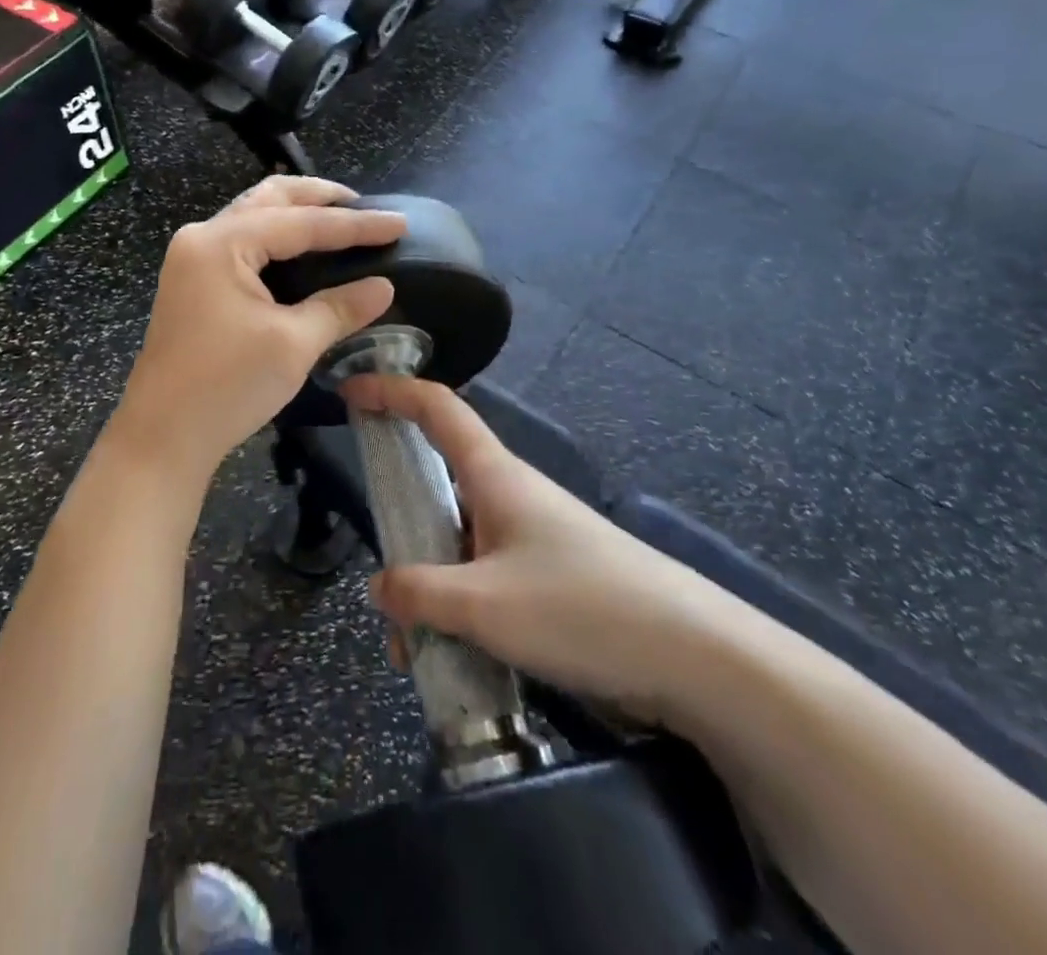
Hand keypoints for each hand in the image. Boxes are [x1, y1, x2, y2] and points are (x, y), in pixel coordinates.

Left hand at [108, 177, 405, 480]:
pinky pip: (241, 243)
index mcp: (222, 243)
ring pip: (252, 218)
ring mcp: (191, 260)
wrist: (162, 437)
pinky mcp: (192, 284)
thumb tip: (383, 287)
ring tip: (338, 221)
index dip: (355, 224)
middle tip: (363, 207)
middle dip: (317, 198)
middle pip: (269, 200)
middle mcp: (202, 238)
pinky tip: (300, 251)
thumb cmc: (226, 386)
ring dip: (294, 214)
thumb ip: (340, 307)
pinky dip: (275, 238)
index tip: (400, 222)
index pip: (301, 222)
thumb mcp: (292, 344)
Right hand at [345, 374, 746, 728]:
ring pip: (459, 540)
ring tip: (413, 646)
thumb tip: (379, 587)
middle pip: (440, 480)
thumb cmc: (582, 608)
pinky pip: (485, 575)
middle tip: (377, 563)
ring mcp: (532, 536)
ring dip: (429, 581)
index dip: (391, 390)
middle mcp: (511, 494)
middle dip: (400, 518)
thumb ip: (420, 593)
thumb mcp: (485, 605)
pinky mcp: (551, 575)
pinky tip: (455, 654)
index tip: (350, 390)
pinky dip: (458, 604)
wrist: (696, 657)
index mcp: (495, 475)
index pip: (437, 408)